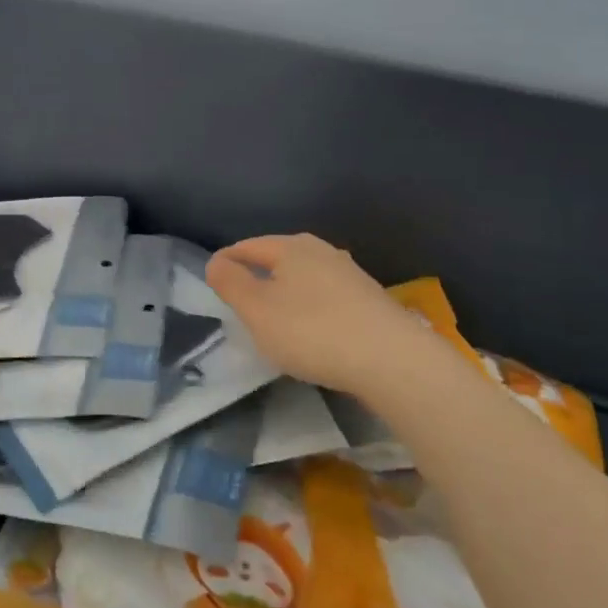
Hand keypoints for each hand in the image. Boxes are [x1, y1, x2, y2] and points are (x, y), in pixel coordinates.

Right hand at [206, 233, 419, 398]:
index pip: (247, 246)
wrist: (393, 361)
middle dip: (257, 276)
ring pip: (304, 278)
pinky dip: (311, 309)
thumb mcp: (257, 310)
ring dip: (286, 294)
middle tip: (241, 303)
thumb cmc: (313, 332)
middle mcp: (321, 251)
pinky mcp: (370, 300)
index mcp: (290, 246)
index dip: (226, 263)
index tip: (214, 284)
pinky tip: (313, 332)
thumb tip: (216, 262)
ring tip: (275, 319)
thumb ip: (231, 283)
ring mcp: (350, 274)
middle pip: (277, 258)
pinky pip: (326, 297)